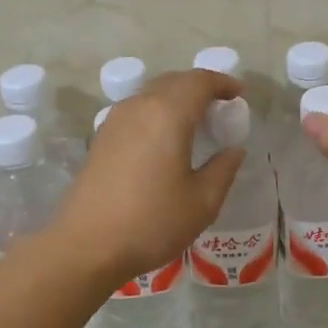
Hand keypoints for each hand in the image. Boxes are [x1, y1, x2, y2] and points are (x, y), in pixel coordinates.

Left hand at [54, 69, 246, 281]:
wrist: (86, 245)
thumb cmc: (151, 222)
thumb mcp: (202, 202)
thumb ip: (224, 169)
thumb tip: (234, 150)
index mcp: (168, 114)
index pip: (199, 81)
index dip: (223, 82)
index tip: (240, 94)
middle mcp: (139, 107)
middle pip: (174, 81)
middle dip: (200, 87)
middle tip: (221, 107)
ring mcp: (115, 121)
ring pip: (152, 94)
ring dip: (177, 98)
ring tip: (196, 121)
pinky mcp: (101, 138)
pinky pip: (137, 111)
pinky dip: (157, 112)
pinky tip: (165, 139)